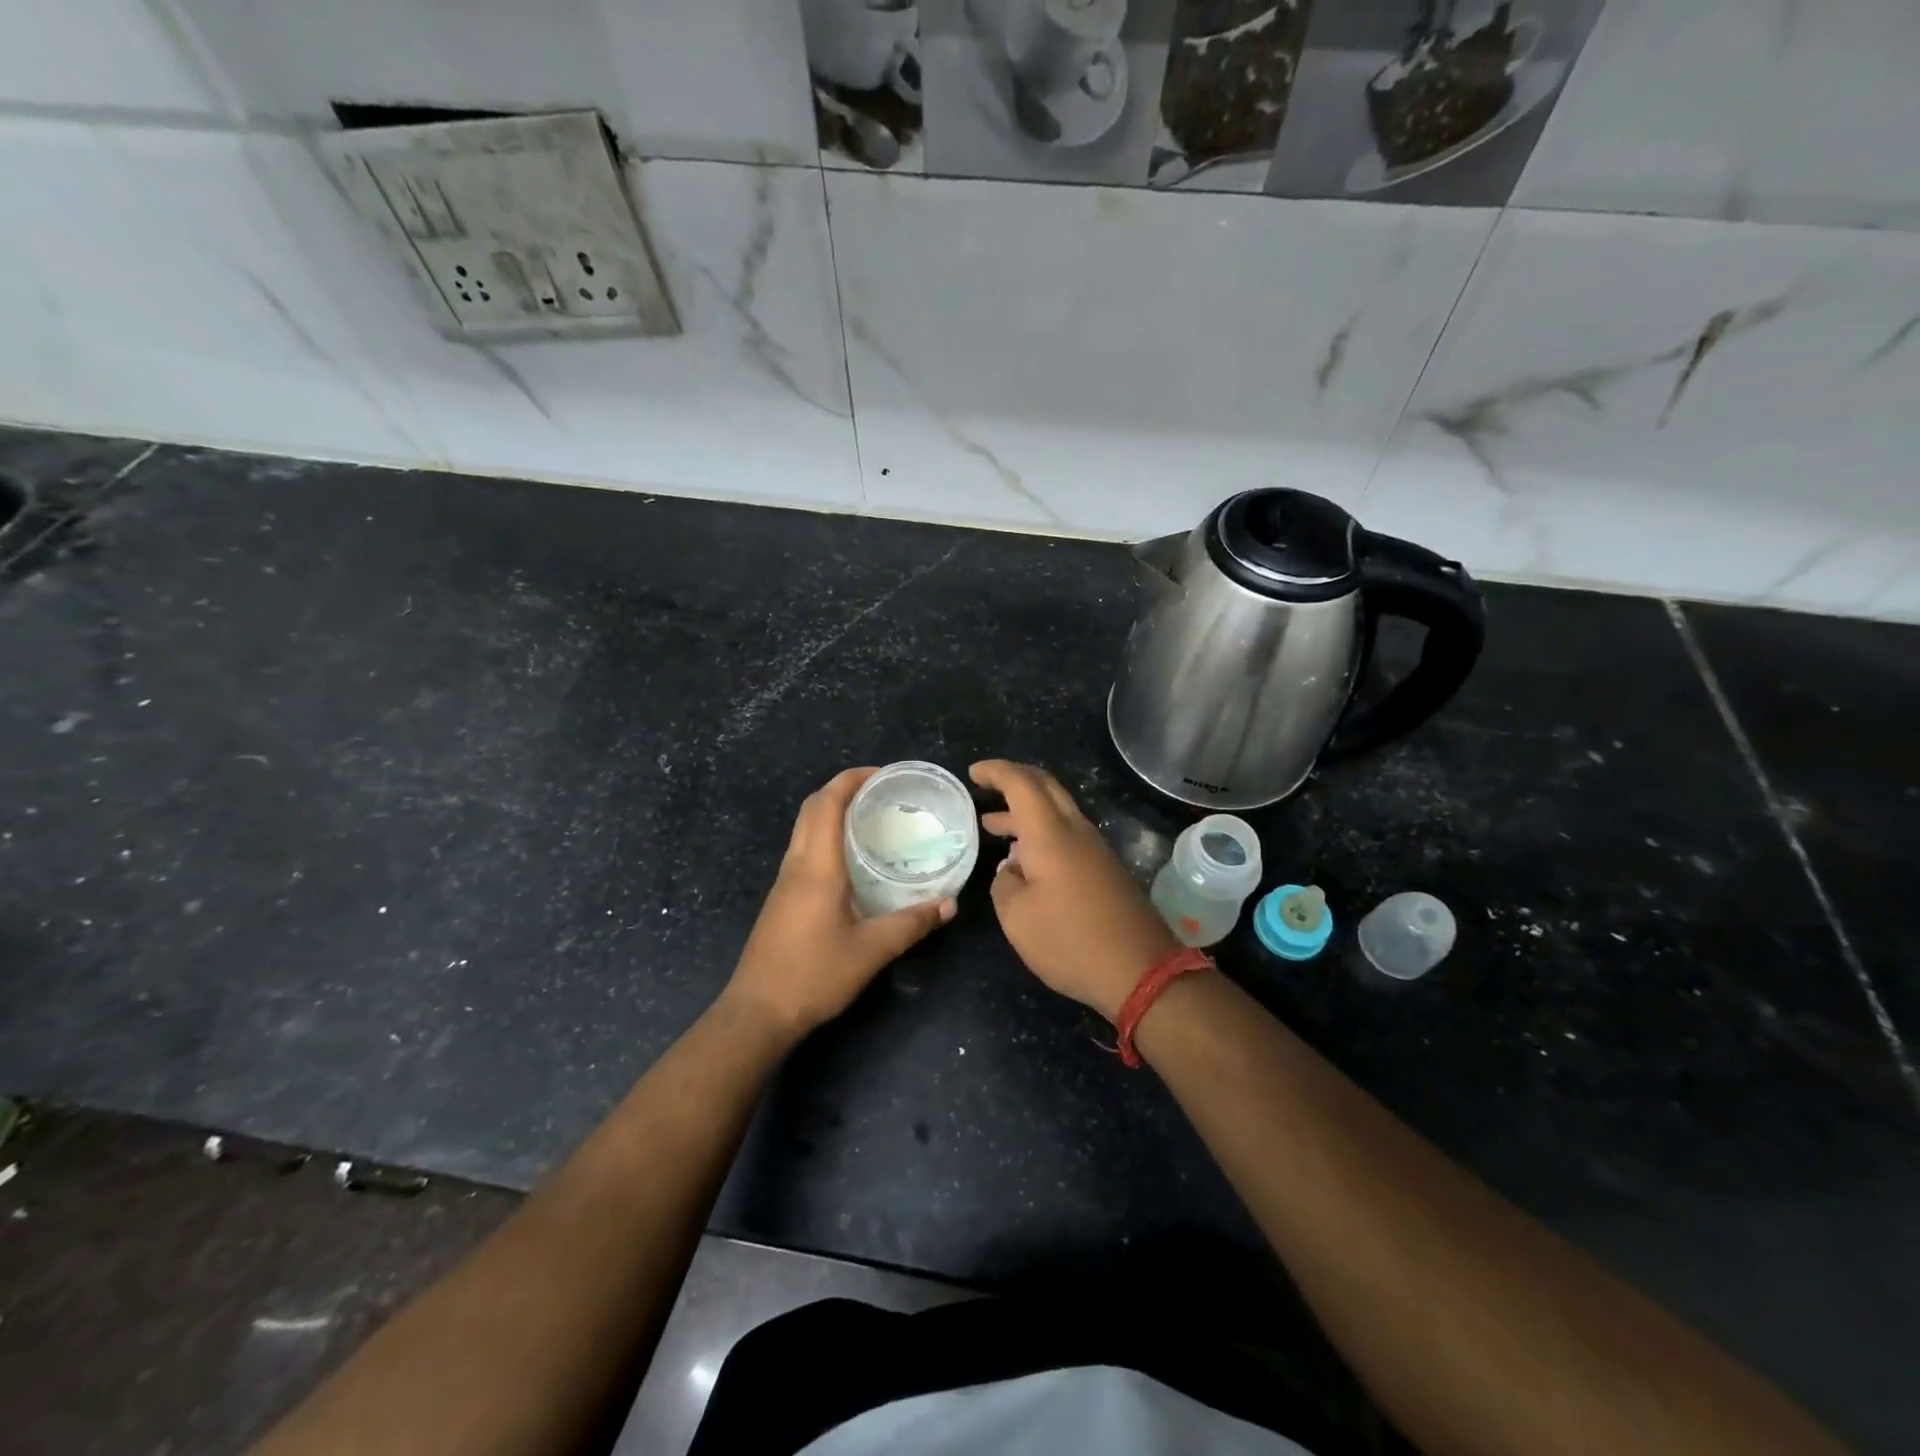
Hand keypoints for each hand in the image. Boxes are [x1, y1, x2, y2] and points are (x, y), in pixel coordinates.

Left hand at [724, 767, 955, 1039]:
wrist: (758, 1012)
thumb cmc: (813, 976)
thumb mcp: (871, 951)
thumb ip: (912, 924)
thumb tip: (950, 903)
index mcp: (817, 867)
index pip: (828, 803)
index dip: (853, 779)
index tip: (884, 775)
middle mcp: (797, 864)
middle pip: (812, 807)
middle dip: (844, 788)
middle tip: (883, 792)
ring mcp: (785, 880)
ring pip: (805, 827)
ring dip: (833, 810)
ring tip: (872, 817)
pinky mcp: (782, 897)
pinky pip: (804, 847)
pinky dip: (826, 834)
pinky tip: (852, 857)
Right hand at [971, 760, 1177, 1022]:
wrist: (1141, 970)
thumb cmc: (1071, 941)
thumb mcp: (1017, 917)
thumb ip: (1004, 884)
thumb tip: (1011, 869)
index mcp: (1051, 833)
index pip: (1021, 783)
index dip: (995, 771)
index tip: (973, 773)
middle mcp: (1076, 830)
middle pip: (1045, 787)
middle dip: (1013, 780)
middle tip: (986, 786)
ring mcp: (1095, 849)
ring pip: (1057, 812)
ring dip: (1025, 812)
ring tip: (992, 825)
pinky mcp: (1105, 869)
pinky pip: (1067, 834)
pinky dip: (1040, 833)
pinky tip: (1024, 859)